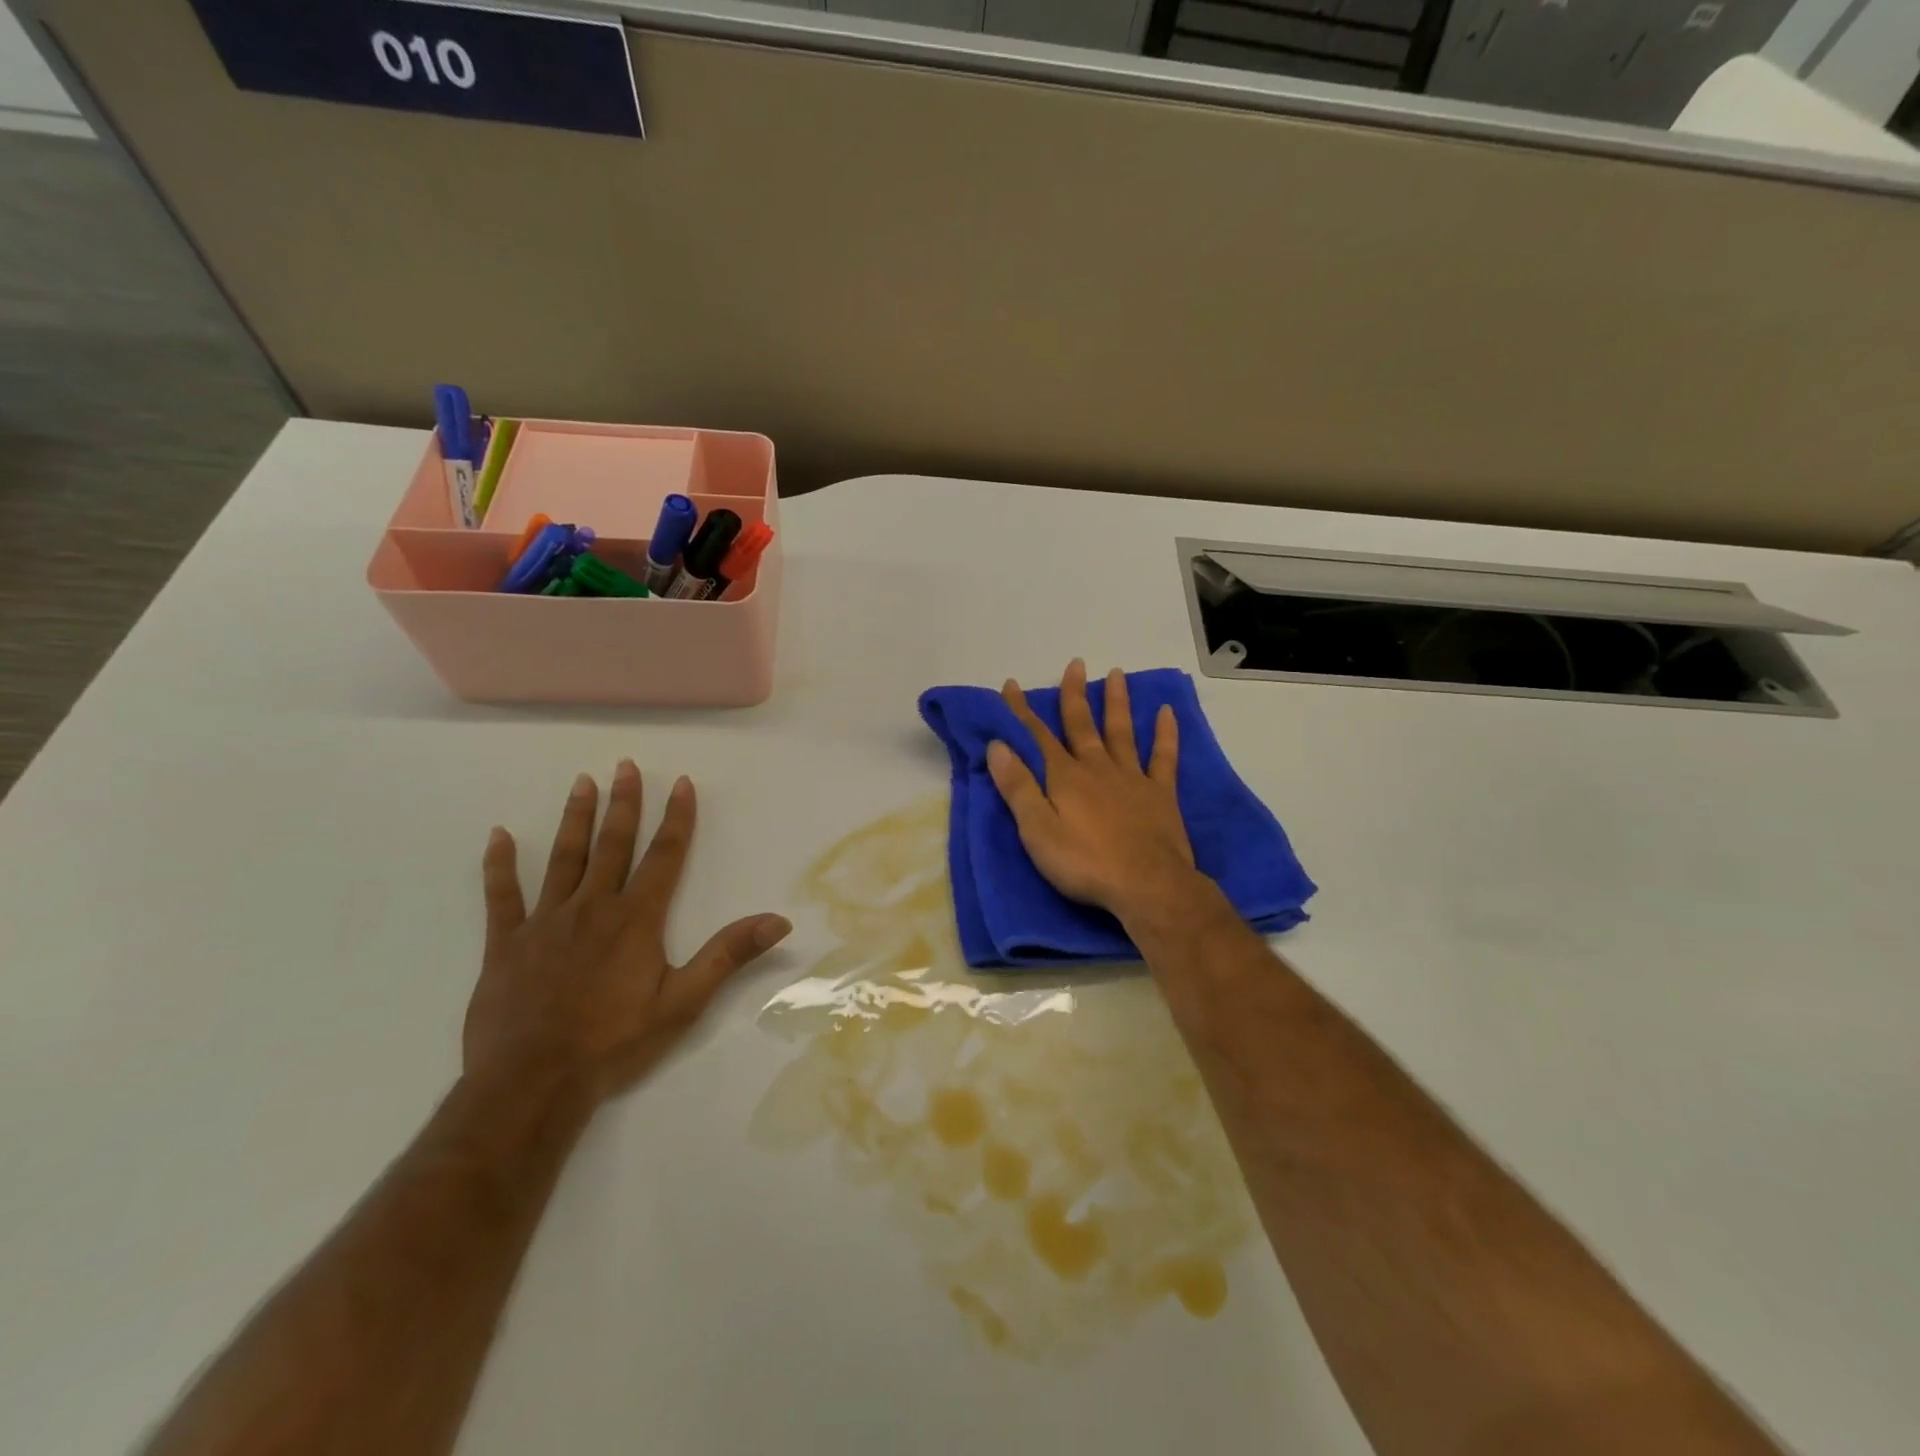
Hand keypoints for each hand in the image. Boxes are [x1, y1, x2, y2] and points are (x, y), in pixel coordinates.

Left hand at [464, 761, 791, 1104]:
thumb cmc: (615, 1042)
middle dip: (624, 803)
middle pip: (613, 845)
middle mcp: (592, 907)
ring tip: (582, 783)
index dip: (676, 818)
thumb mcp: (684, 1002)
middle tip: (626, 765)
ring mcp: (545, 922)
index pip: (664, 856)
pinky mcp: (506, 943)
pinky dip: (499, 865)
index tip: (681, 782)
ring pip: (563, 858)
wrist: (532, 1083)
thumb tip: (779, 920)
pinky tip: (498, 836)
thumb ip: (729, 955)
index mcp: (636, 919)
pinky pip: (501, 896)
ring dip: (575, 818)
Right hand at [986, 660, 1198, 918]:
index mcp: (1065, 777)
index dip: (1022, 710)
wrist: (1146, 885)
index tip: (1011, 685)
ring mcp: (1132, 778)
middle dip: (1074, 694)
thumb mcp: (1037, 830)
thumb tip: (998, 745)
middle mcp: (1097, 768)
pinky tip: (1167, 712)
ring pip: (1121, 732)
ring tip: (1116, 674)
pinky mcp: (1160, 794)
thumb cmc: (1084, 863)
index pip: (1037, 736)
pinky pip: (1163, 757)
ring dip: (1117, 702)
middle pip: (1081, 725)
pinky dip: (1165, 733)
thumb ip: (1018, 787)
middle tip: (1075, 664)